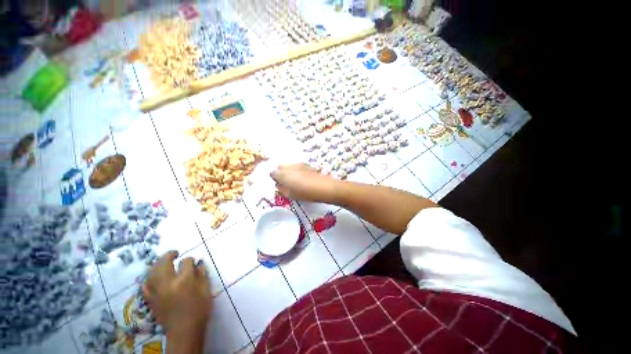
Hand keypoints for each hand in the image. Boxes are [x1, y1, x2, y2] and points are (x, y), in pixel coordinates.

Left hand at [142, 251, 211, 339]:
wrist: (184, 331)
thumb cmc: (199, 309)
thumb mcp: (206, 290)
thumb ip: (202, 275)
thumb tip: (199, 264)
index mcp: (184, 281)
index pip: (186, 262)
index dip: (190, 260)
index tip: (193, 262)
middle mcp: (168, 284)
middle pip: (163, 263)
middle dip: (169, 255)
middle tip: (175, 253)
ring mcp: (157, 292)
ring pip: (152, 272)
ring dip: (157, 264)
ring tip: (163, 261)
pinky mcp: (151, 300)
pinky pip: (146, 285)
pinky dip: (149, 278)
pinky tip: (153, 277)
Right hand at [271, 163, 337, 201]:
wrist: (323, 187)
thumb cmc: (305, 193)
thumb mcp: (290, 195)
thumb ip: (281, 189)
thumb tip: (278, 185)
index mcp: (282, 174)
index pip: (272, 173)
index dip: (274, 179)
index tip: (278, 184)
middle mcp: (288, 166)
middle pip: (280, 167)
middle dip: (280, 173)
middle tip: (285, 182)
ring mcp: (298, 164)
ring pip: (288, 165)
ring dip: (288, 171)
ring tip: (294, 180)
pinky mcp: (306, 164)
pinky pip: (296, 166)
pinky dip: (296, 170)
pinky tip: (301, 177)